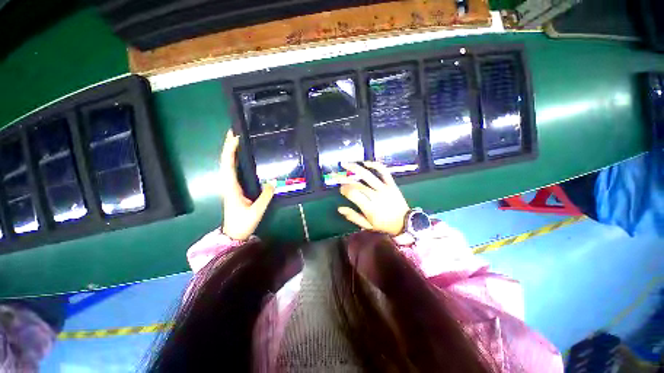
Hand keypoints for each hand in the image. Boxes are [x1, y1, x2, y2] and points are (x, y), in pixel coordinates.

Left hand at [219, 130, 274, 240]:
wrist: (234, 234)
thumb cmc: (243, 223)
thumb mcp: (257, 210)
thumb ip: (266, 195)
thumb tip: (273, 181)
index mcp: (231, 188)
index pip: (228, 165)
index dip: (230, 151)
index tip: (235, 137)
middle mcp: (228, 184)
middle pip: (225, 162)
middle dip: (228, 146)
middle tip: (234, 133)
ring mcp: (230, 186)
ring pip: (227, 166)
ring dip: (230, 152)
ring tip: (236, 140)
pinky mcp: (234, 189)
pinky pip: (232, 171)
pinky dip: (234, 161)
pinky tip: (239, 157)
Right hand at [337, 162, 410, 235]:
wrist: (404, 223)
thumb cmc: (383, 225)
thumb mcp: (367, 225)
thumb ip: (353, 217)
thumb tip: (340, 208)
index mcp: (370, 208)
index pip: (353, 194)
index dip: (344, 190)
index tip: (341, 189)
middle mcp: (376, 196)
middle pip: (357, 185)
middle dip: (344, 179)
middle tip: (336, 176)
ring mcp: (385, 189)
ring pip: (368, 175)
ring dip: (355, 168)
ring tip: (345, 164)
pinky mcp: (391, 184)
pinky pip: (384, 172)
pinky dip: (375, 165)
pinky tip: (366, 163)